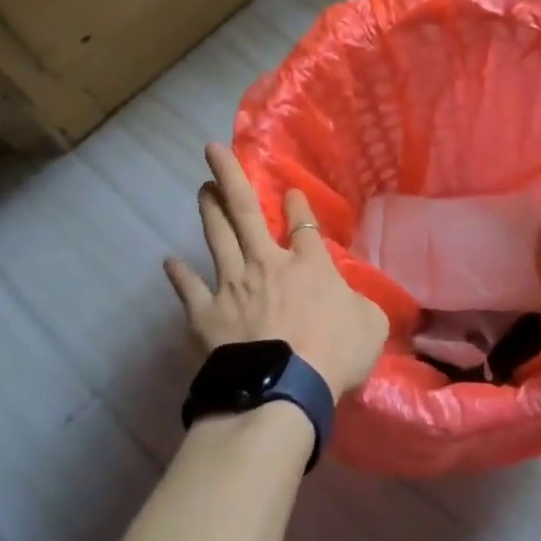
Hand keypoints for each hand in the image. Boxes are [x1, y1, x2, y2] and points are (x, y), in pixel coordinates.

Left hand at [164, 144, 388, 398]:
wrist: (283, 389)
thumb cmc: (334, 354)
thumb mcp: (371, 324)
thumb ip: (361, 304)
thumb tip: (355, 300)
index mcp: (308, 263)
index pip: (303, 222)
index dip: (297, 203)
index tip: (291, 190)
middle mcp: (266, 263)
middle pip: (245, 211)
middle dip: (229, 176)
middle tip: (213, 150)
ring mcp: (232, 286)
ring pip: (217, 238)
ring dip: (208, 210)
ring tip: (202, 187)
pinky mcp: (207, 315)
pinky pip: (189, 290)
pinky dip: (179, 275)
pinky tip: (169, 262)